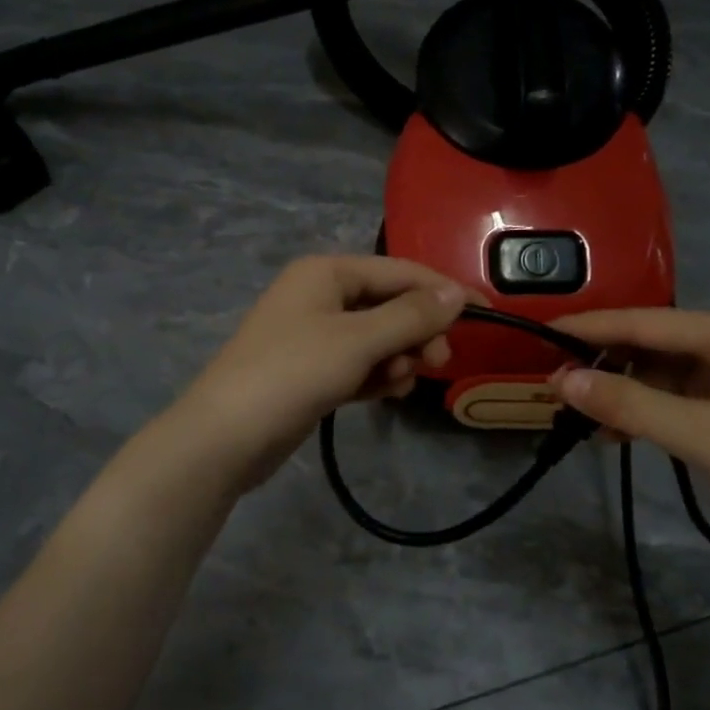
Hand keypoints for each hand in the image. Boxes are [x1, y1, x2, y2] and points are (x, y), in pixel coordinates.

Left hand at [176, 256, 469, 492]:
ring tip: (400, 382)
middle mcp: (320, 296)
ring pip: (376, 337)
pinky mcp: (311, 371)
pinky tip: (389, 393)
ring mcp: (313, 335)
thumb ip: (411, 315)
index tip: (484, 314)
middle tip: (437, 362)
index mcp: (326, 272)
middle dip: (417, 331)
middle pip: (389, 304)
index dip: (442, 291)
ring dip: (397, 357)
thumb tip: (456, 292)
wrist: (224, 437)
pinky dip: (377, 375)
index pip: (399, 272)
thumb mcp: (358, 340)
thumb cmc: (293, 373)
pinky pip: (359, 364)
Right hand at [553, 310, 709, 566]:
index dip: (592, 327)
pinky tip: (615, 433)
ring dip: (622, 392)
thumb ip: (629, 404)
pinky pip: (676, 400)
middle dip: (605, 363)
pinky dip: (645, 412)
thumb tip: (561, 380)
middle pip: (653, 344)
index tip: (543, 331)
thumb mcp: (699, 434)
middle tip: (555, 384)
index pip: (646, 321)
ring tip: (578, 413)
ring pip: (661, 374)